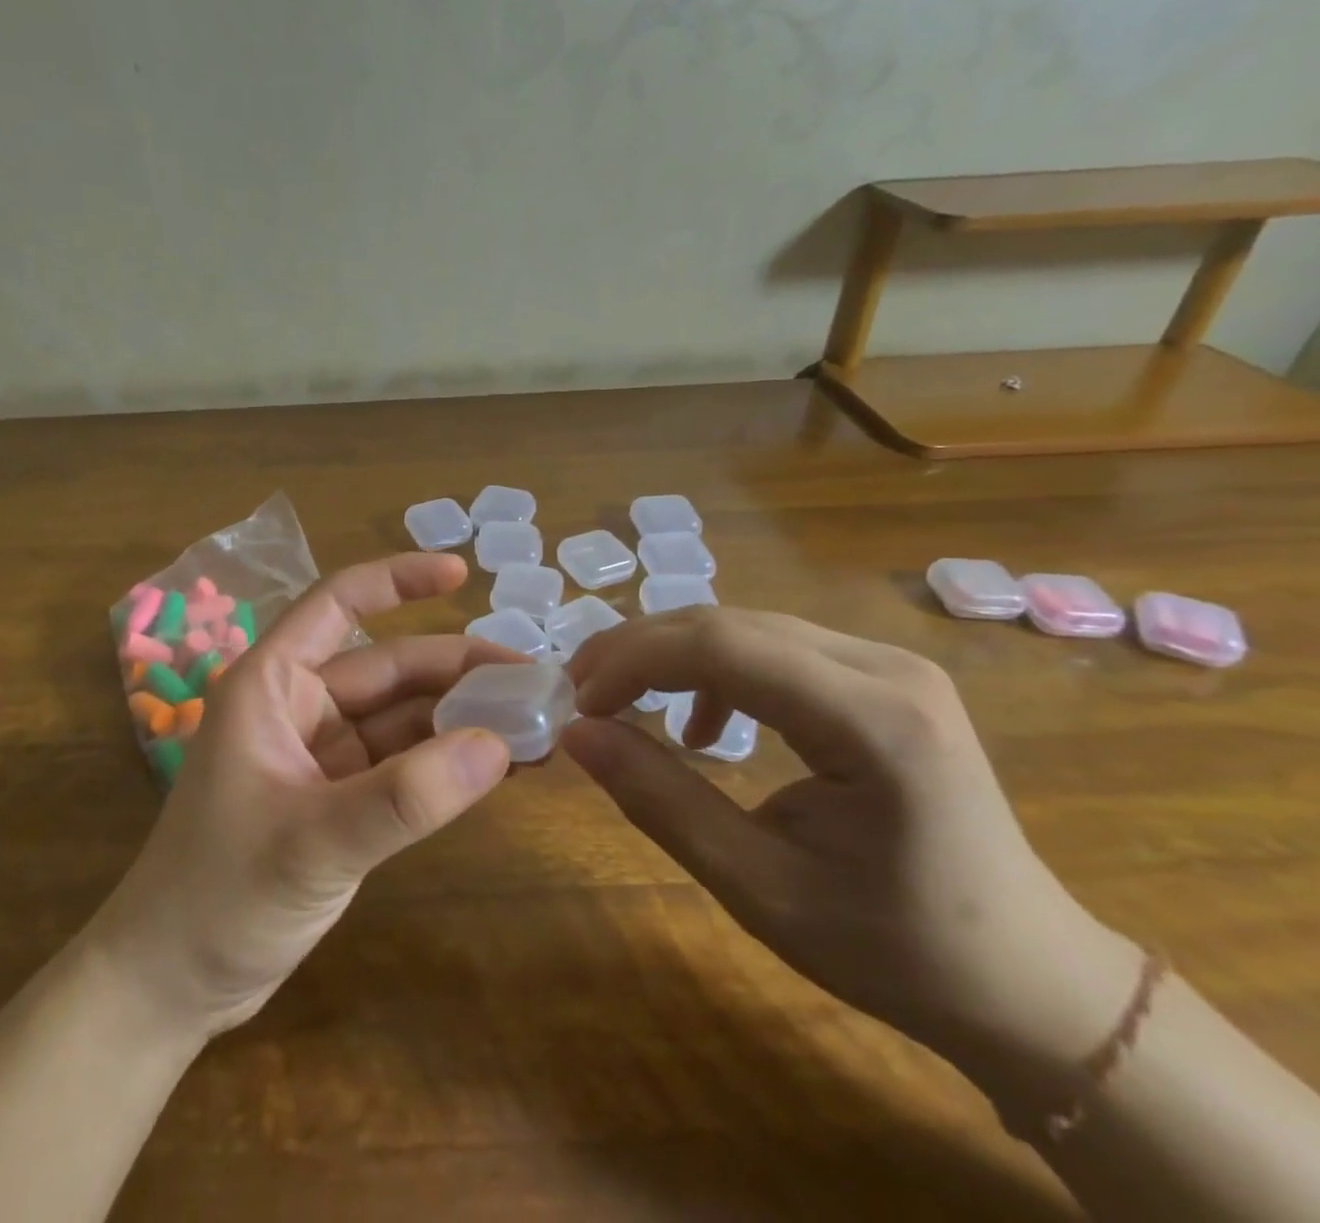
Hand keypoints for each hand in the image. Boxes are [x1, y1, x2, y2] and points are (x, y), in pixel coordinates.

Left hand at [85, 554, 516, 1038]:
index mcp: (271, 684)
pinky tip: (498, 766)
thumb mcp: (314, 844)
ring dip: (461, 719)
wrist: (171, 983)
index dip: (398, 580)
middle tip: (536, 683)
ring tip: (536, 725)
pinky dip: (445, 763)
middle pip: (389, 667)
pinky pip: (401, 764)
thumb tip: (497, 743)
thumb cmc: (218, 898)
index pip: (337, 603)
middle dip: (458, 670)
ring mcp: (320, 754)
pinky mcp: (337, 800)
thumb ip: (404, 797)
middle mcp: (297, 706)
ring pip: (401, 717)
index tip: (463, 573)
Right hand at [562, 608, 1143, 1107]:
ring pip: (745, 628)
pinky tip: (703, 725)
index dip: (634, 660)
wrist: (1028, 981)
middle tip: (582, 694)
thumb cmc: (896, 950)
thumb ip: (661, 800)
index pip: (723, 647)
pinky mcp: (880, 678)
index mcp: (873, 721)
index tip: (580, 703)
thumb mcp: (759, 887)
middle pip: (729, 623)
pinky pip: (772, 649)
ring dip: (670, 656)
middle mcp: (885, 668)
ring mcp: (888, 665)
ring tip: (622, 701)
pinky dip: (714, 672)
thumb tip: (576, 734)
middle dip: (641, 650)